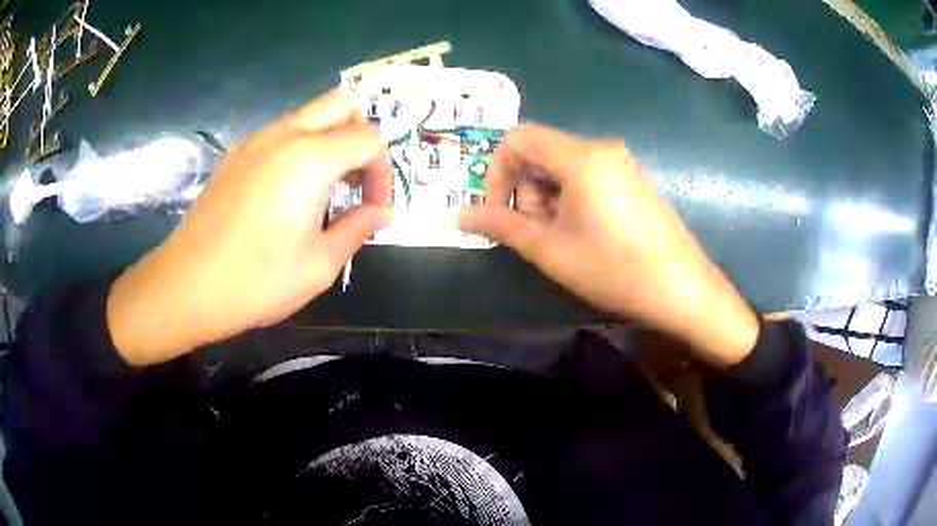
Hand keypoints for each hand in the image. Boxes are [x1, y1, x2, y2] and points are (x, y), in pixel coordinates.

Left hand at [107, 90, 391, 365]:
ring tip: (325, 189)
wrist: (186, 286)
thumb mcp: (319, 265)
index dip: (383, 173)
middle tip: (356, 179)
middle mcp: (284, 135)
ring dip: (330, 139)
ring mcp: (255, 141)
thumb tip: (381, 213)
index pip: (369, 139)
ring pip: (309, 114)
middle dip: (361, 133)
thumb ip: (357, 229)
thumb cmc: (256, 281)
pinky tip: (288, 192)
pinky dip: (300, 147)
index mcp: (310, 159)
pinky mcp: (235, 155)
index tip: (373, 209)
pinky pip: (280, 133)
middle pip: (342, 103)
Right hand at [459, 124, 758, 365]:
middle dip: (524, 189)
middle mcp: (601, 148)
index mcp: (580, 157)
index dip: (496, 171)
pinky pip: (587, 175)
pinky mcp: (631, 179)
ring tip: (558, 239)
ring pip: (563, 165)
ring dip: (546, 197)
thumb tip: (460, 216)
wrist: (680, 287)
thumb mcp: (550, 249)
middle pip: (540, 152)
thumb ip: (501, 226)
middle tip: (532, 233)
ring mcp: (621, 162)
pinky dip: (570, 197)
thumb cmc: (614, 268)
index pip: (518, 138)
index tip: (497, 210)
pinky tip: (582, 233)